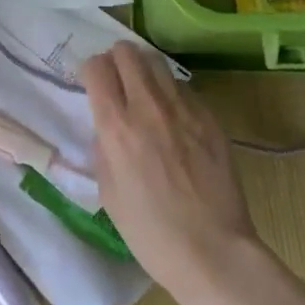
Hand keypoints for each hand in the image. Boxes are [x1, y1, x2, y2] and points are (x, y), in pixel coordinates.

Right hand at [82, 42, 264, 304]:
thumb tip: (107, 129)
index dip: (90, 71)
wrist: (213, 252)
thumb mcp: (108, 193)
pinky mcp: (210, 118)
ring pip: (158, 62)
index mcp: (117, 127)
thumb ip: (103, 150)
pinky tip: (174, 119)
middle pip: (127, 52)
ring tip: (144, 92)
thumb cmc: (151, 233)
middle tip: (116, 81)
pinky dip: (171, 94)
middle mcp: (148, 107)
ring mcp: (184, 110)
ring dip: (144, 70)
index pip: (97, 68)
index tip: (91, 85)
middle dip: (116, 60)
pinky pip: (184, 89)